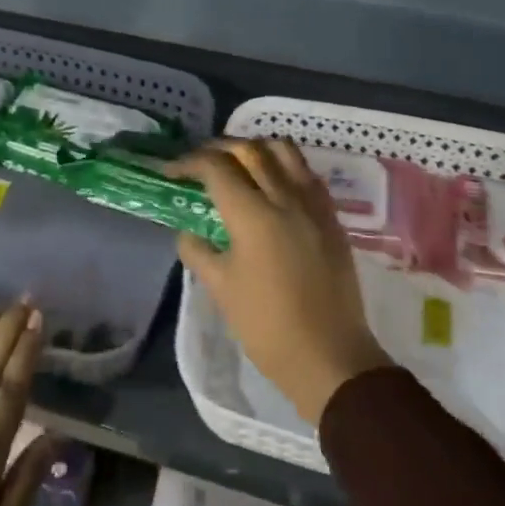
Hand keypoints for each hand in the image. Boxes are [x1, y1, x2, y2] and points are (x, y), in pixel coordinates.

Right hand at [169, 139, 391, 423]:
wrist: (330, 357)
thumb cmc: (267, 326)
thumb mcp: (220, 289)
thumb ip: (198, 251)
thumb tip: (188, 232)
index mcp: (253, 215)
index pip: (216, 168)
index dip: (189, 163)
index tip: (172, 172)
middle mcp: (285, 198)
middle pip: (250, 149)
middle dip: (219, 148)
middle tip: (200, 163)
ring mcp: (314, 205)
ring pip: (284, 151)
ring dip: (256, 149)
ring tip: (238, 165)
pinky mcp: (332, 218)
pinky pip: (306, 173)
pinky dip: (284, 166)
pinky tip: (273, 185)